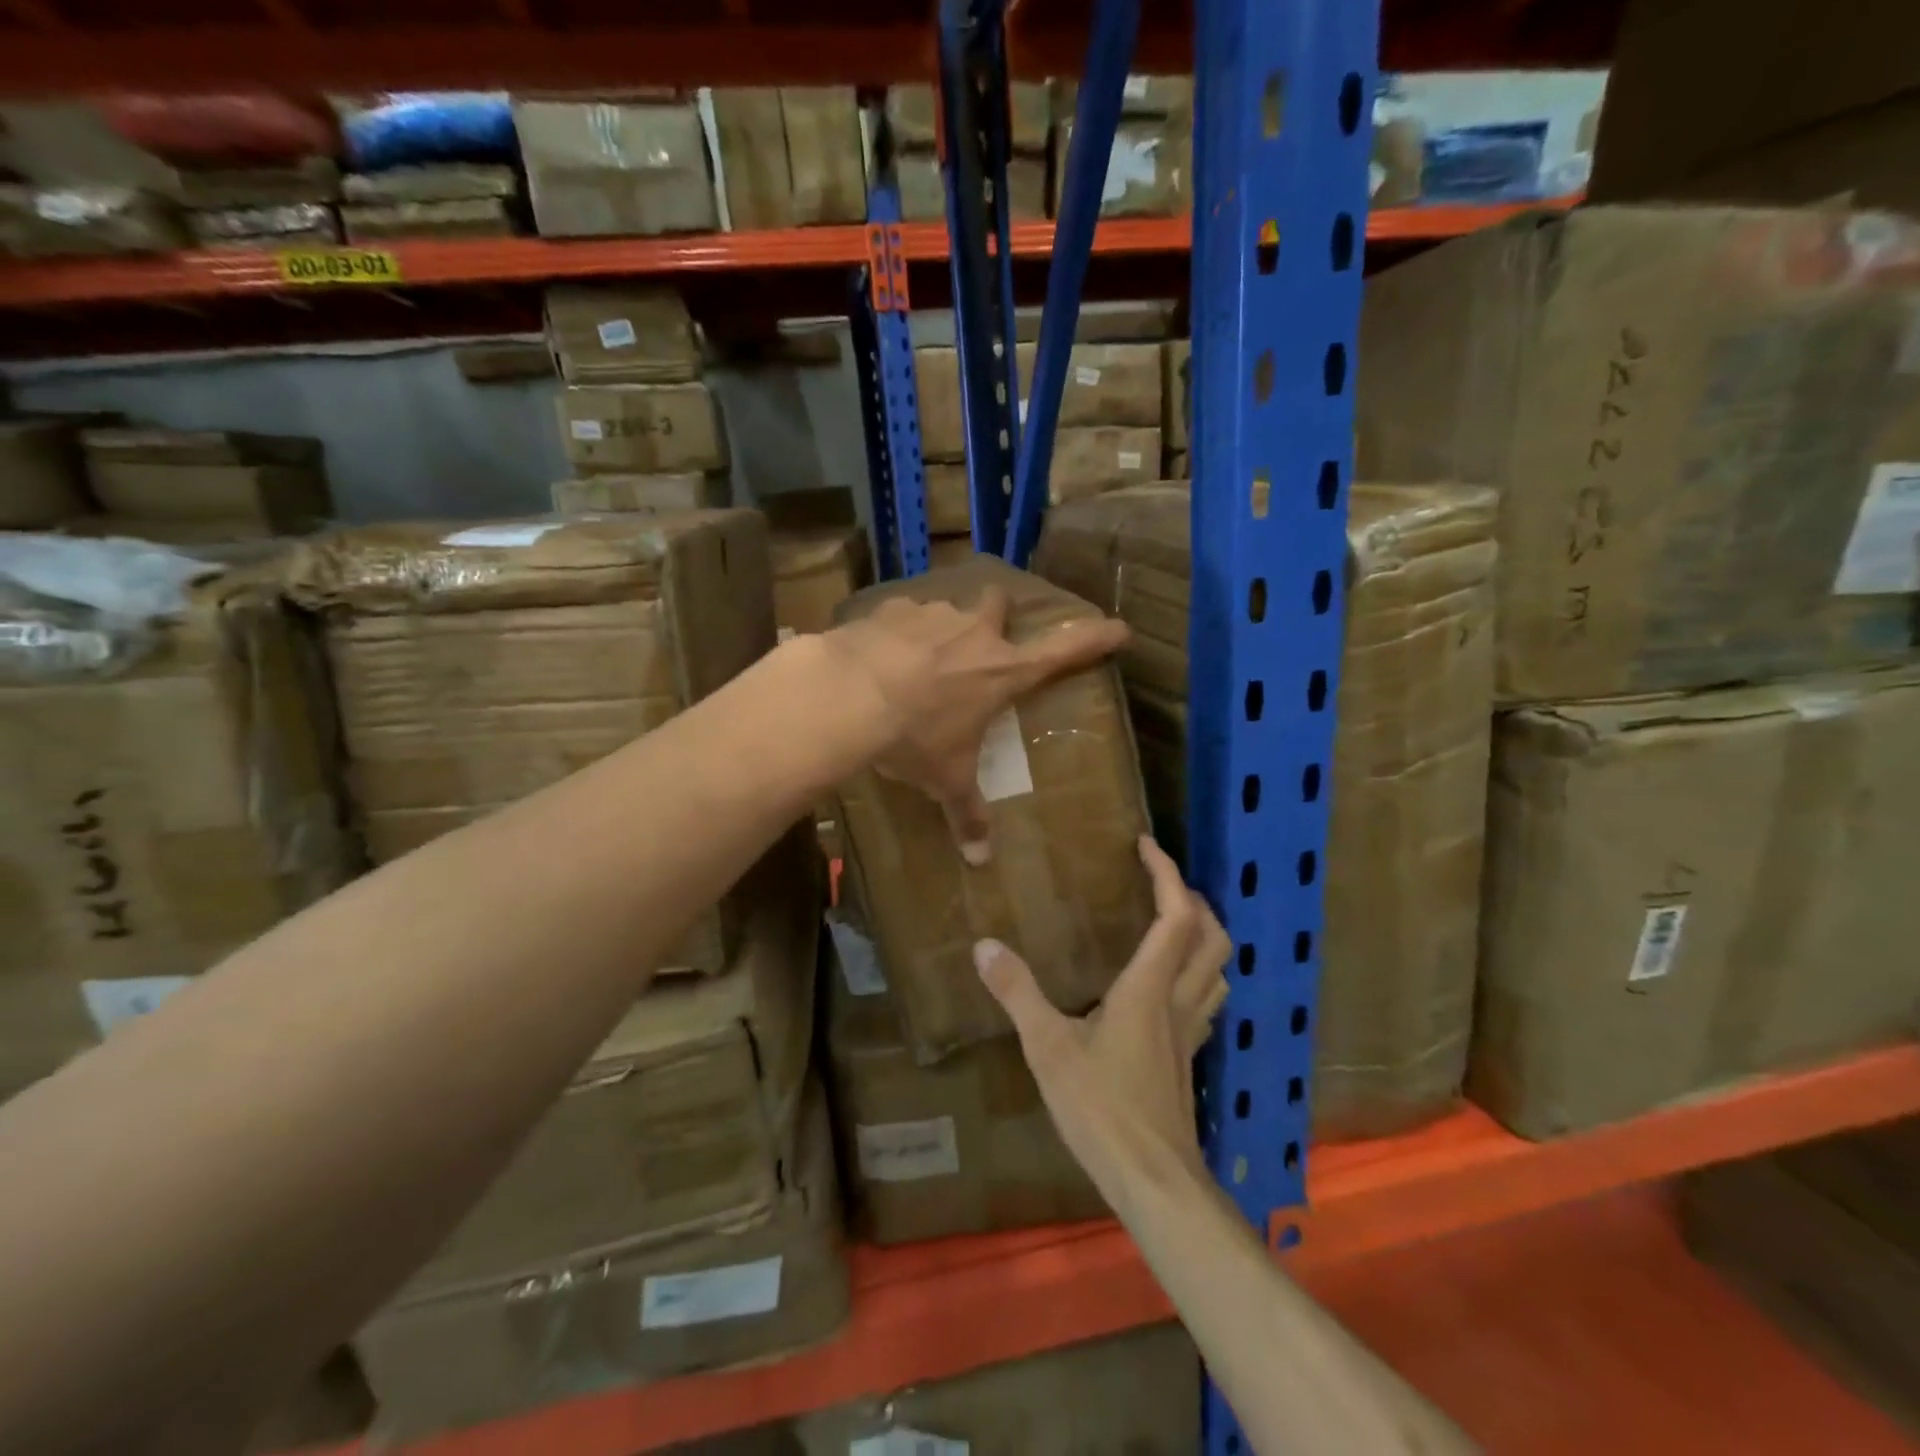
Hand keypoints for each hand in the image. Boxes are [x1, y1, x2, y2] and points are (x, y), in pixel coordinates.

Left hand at [825, 584, 1127, 861]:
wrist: (849, 694)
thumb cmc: (916, 736)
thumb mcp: (945, 778)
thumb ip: (966, 813)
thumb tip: (980, 861)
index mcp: (1002, 671)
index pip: (1065, 649)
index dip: (1095, 638)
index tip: (1119, 628)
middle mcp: (973, 633)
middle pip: (998, 603)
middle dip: (995, 614)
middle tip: (983, 636)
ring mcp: (931, 615)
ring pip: (945, 609)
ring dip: (937, 629)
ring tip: (914, 659)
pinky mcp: (888, 609)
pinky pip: (899, 615)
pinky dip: (893, 632)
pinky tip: (876, 656)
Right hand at [974, 837, 1229, 1214]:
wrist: (1154, 1181)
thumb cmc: (1101, 1110)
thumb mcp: (1048, 1049)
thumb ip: (1017, 993)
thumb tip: (985, 945)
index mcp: (1148, 988)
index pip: (1176, 916)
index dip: (1167, 874)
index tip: (1146, 845)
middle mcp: (1177, 1001)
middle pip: (1213, 937)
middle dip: (1194, 899)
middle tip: (1161, 881)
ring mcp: (1189, 1032)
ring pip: (1217, 969)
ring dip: (1204, 935)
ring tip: (1171, 922)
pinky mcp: (1189, 1058)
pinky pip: (1205, 999)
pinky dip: (1197, 973)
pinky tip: (1169, 985)